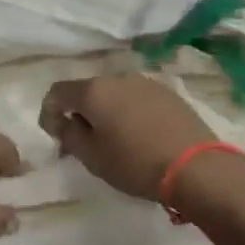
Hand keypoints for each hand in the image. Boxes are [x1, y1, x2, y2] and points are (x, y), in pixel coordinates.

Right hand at [39, 75, 221, 202]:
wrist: (196, 167)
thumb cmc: (134, 163)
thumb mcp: (91, 156)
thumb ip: (68, 134)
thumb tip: (61, 120)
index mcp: (93, 90)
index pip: (57, 92)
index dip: (48, 112)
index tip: (55, 137)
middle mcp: (118, 77)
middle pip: (87, 91)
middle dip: (79, 113)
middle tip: (83, 143)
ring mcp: (146, 83)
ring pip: (114, 94)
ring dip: (107, 113)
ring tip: (114, 140)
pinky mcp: (169, 93)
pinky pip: (137, 99)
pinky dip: (129, 113)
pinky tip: (140, 136)